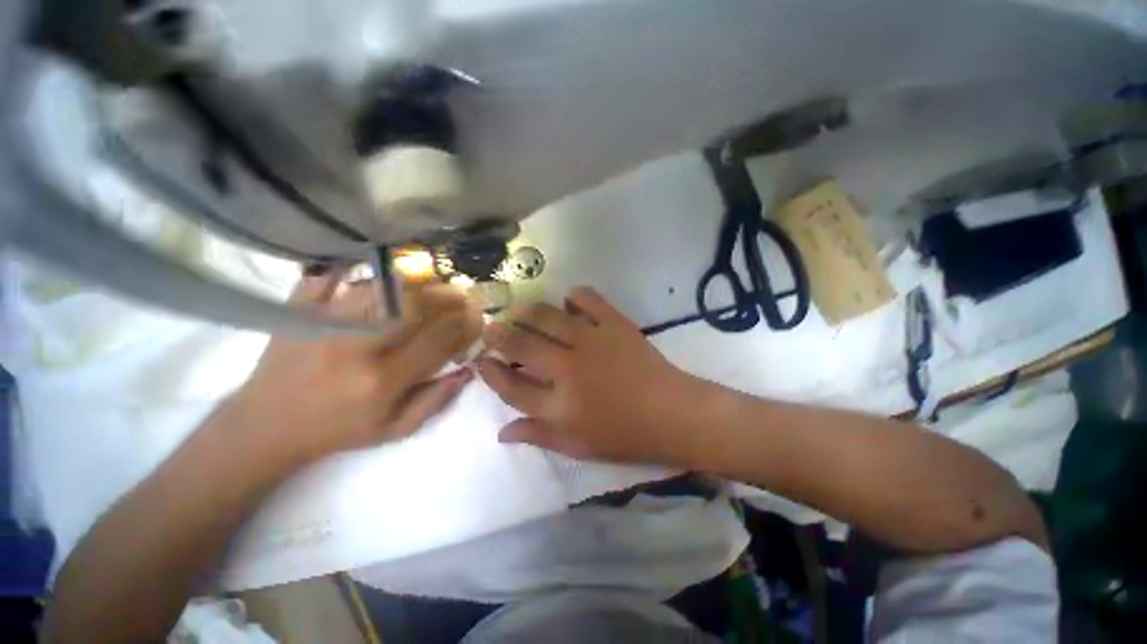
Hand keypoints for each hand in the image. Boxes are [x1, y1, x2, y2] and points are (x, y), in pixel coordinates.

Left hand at [225, 272, 482, 466]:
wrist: (265, 427)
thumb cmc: (337, 431)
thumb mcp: (394, 430)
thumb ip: (436, 400)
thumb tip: (467, 370)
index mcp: (382, 381)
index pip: (438, 342)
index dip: (465, 326)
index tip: (479, 318)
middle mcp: (356, 348)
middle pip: (415, 309)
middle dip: (449, 299)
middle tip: (465, 295)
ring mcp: (324, 324)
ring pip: (382, 289)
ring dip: (417, 284)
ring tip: (436, 286)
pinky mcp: (300, 312)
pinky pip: (332, 277)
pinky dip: (358, 269)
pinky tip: (382, 271)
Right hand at [478, 287, 691, 462]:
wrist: (671, 413)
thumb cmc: (625, 435)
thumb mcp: (578, 447)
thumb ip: (539, 435)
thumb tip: (502, 432)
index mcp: (559, 405)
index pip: (511, 386)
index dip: (491, 373)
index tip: (482, 361)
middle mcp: (568, 369)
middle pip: (520, 345)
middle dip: (498, 334)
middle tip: (492, 327)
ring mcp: (592, 341)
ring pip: (545, 316)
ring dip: (526, 312)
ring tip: (520, 312)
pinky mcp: (614, 323)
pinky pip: (586, 298)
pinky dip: (573, 296)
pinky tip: (568, 303)